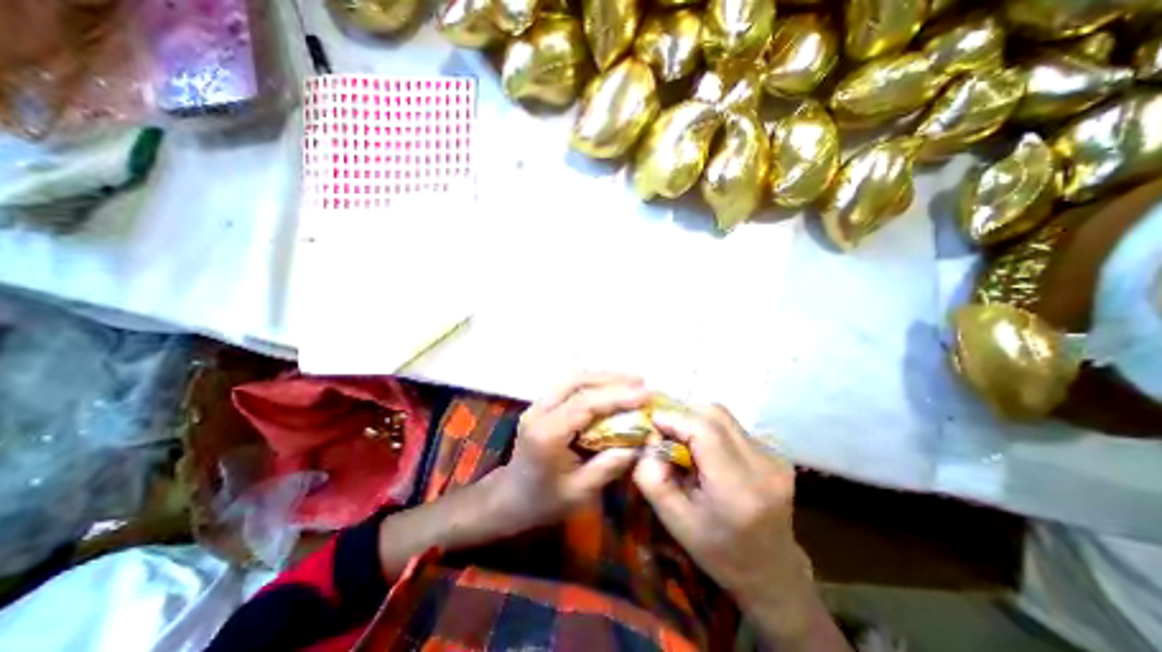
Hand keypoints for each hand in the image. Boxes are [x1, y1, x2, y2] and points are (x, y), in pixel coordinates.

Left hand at [490, 375, 649, 532]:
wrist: (509, 498)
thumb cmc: (543, 501)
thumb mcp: (580, 492)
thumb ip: (610, 464)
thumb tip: (641, 441)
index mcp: (547, 434)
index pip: (584, 404)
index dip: (617, 396)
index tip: (645, 395)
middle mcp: (539, 412)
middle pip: (576, 381)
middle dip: (611, 379)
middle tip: (641, 383)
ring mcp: (538, 404)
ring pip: (572, 378)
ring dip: (602, 378)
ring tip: (631, 383)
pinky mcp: (542, 404)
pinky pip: (570, 385)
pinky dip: (593, 384)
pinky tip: (610, 389)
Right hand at [634, 404, 810, 608]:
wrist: (771, 571)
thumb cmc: (717, 551)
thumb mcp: (672, 520)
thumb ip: (651, 476)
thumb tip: (651, 439)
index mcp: (738, 489)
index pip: (703, 429)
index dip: (673, 418)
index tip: (652, 424)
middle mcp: (763, 466)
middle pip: (714, 414)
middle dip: (683, 417)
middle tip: (667, 435)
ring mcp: (775, 457)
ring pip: (723, 416)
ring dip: (696, 422)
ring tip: (686, 445)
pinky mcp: (776, 453)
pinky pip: (733, 427)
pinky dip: (711, 430)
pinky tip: (707, 453)